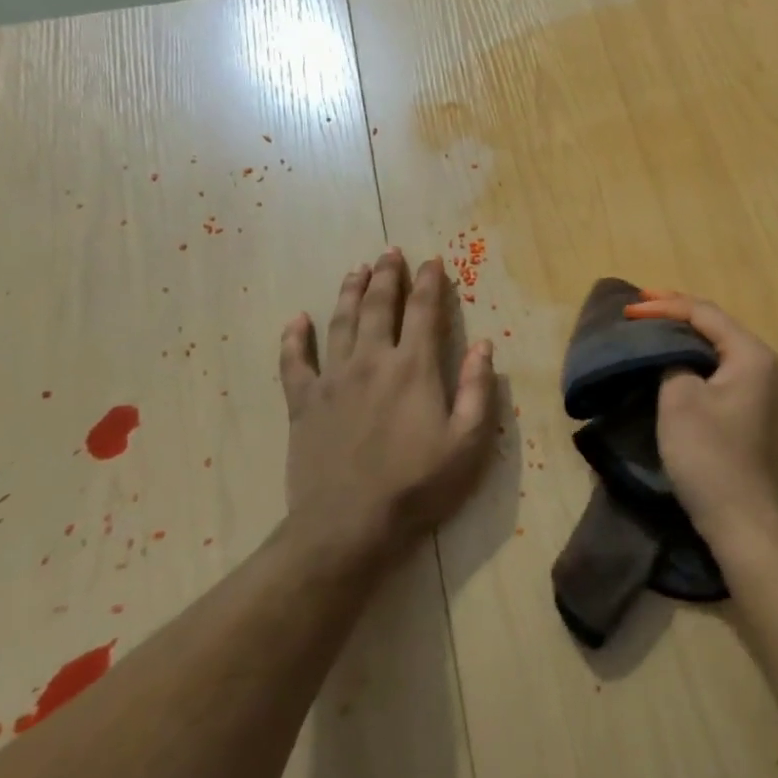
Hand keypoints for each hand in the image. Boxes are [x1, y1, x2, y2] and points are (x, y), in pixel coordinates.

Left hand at [278, 248, 496, 572]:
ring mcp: (332, 380)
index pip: (424, 312)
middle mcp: (372, 362)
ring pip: (340, 323)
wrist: (348, 526)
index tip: (432, 261)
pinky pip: (293, 363)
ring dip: (350, 293)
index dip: (429, 283)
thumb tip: (484, 345)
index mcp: (414, 368)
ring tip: (356, 269)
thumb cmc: (418, 485)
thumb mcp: (468, 442)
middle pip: (380, 307)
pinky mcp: (303, 404)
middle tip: (390, 252)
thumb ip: (477, 389)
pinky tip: (295, 320)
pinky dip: (293, 339)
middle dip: (388, 276)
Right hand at [623, 291, 777, 549]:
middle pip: (714, 327)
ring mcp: (760, 390)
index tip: (628, 308)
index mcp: (751, 354)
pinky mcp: (750, 412)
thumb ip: (673, 362)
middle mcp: (762, 364)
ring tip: (649, 328)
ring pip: (715, 350)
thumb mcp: (680, 400)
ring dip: (683, 338)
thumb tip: (673, 356)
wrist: (744, 520)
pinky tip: (670, 362)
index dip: (664, 306)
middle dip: (675, 315)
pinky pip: (717, 372)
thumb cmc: (711, 456)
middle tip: (638, 308)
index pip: (704, 314)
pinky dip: (692, 362)